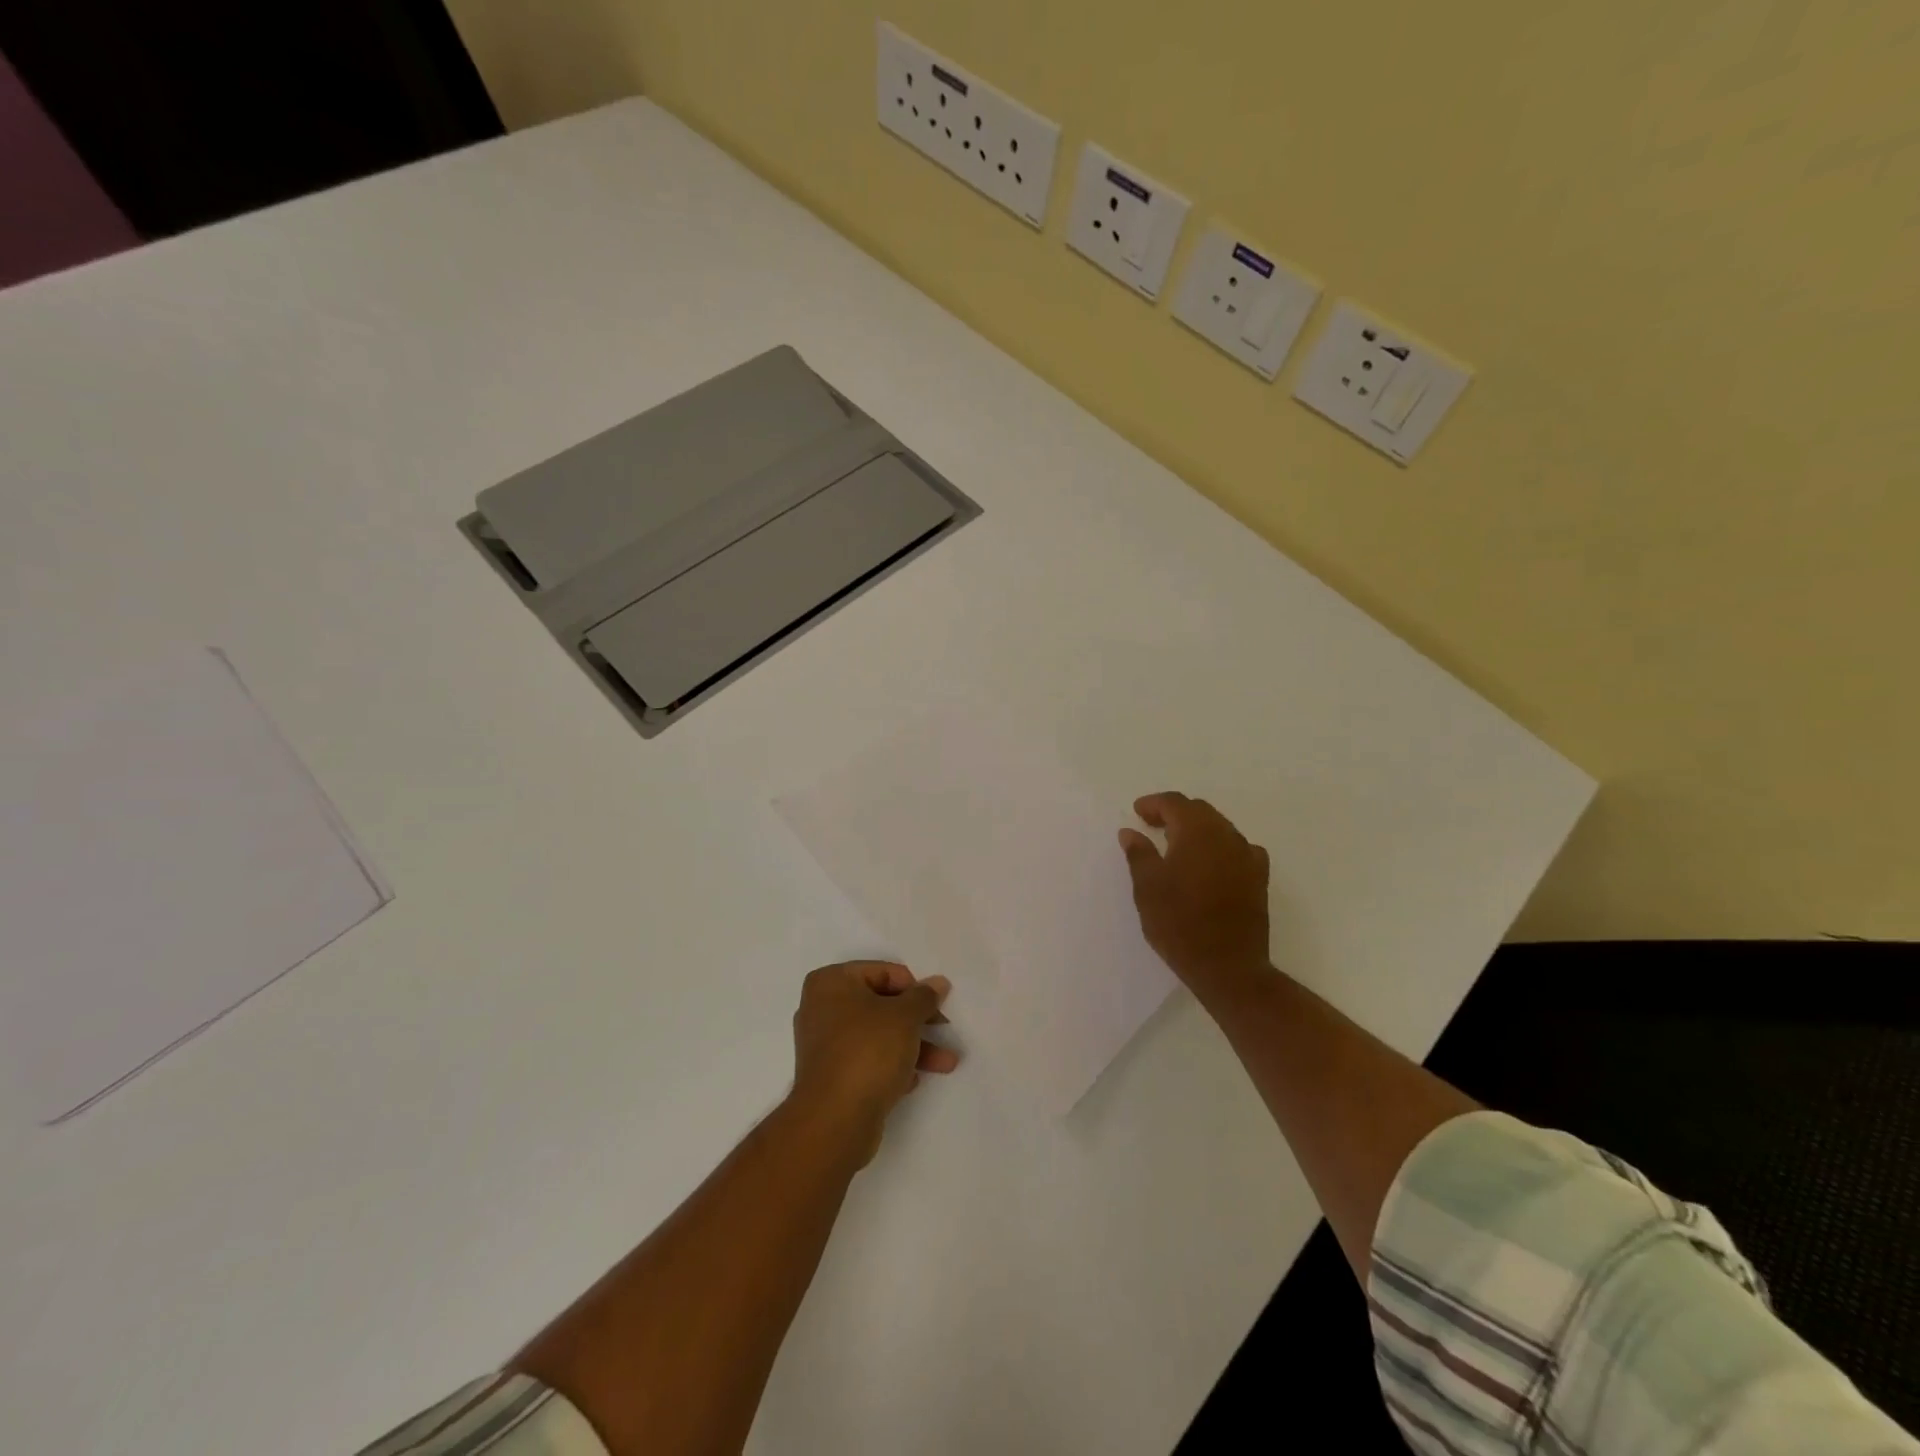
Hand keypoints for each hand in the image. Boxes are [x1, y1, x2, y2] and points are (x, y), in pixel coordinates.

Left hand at [790, 962, 957, 1163]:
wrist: (834, 1121)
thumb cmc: (868, 1052)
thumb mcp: (905, 1017)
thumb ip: (924, 997)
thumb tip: (938, 983)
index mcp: (831, 982)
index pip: (883, 972)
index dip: (914, 988)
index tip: (937, 1005)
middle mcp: (822, 1008)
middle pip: (881, 1004)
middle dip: (917, 1020)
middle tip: (946, 1029)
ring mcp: (825, 1044)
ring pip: (878, 1035)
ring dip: (913, 1045)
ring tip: (947, 1063)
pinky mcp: (832, 1076)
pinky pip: (868, 1060)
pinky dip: (892, 1065)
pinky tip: (914, 1079)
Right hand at [1119, 793, 1271, 999]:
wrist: (1228, 967)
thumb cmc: (1179, 924)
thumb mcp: (1147, 888)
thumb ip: (1139, 854)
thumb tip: (1130, 832)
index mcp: (1197, 832)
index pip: (1175, 803)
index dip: (1153, 803)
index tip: (1136, 812)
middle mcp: (1227, 836)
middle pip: (1200, 811)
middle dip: (1175, 813)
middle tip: (1152, 825)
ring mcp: (1248, 857)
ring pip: (1220, 828)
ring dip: (1197, 830)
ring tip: (1176, 845)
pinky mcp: (1259, 879)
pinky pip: (1238, 849)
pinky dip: (1219, 848)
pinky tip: (1209, 864)